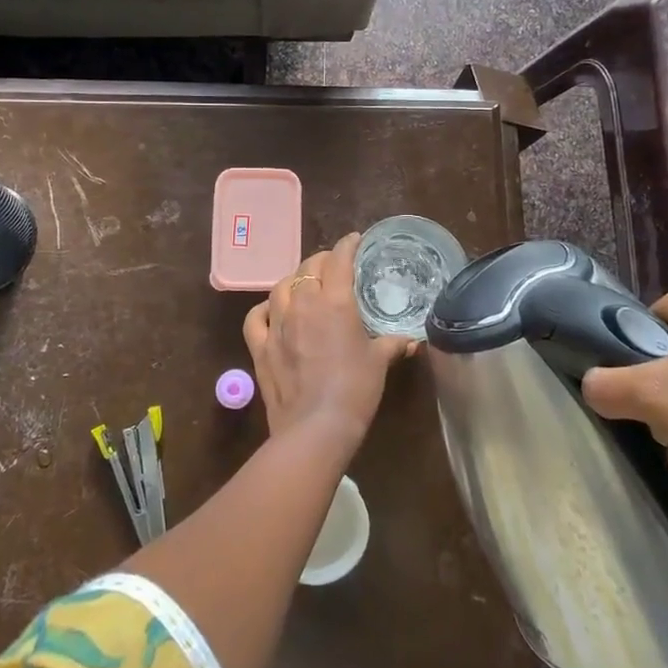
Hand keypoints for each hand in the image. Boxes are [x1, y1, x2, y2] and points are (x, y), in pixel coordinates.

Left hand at [243, 233, 414, 451]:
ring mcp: (277, 324)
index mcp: (335, 302)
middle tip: (334, 265)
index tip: (355, 240)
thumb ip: (393, 344)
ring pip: (281, 286)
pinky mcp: (260, 347)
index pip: (339, 260)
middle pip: (308, 268)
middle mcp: (303, 304)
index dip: (347, 246)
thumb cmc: (355, 390)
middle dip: (323, 261)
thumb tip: (411, 340)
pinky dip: (264, 308)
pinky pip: (256, 317)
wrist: (316, 428)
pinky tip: (272, 310)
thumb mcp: (379, 363)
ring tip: (305, 284)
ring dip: (294, 280)